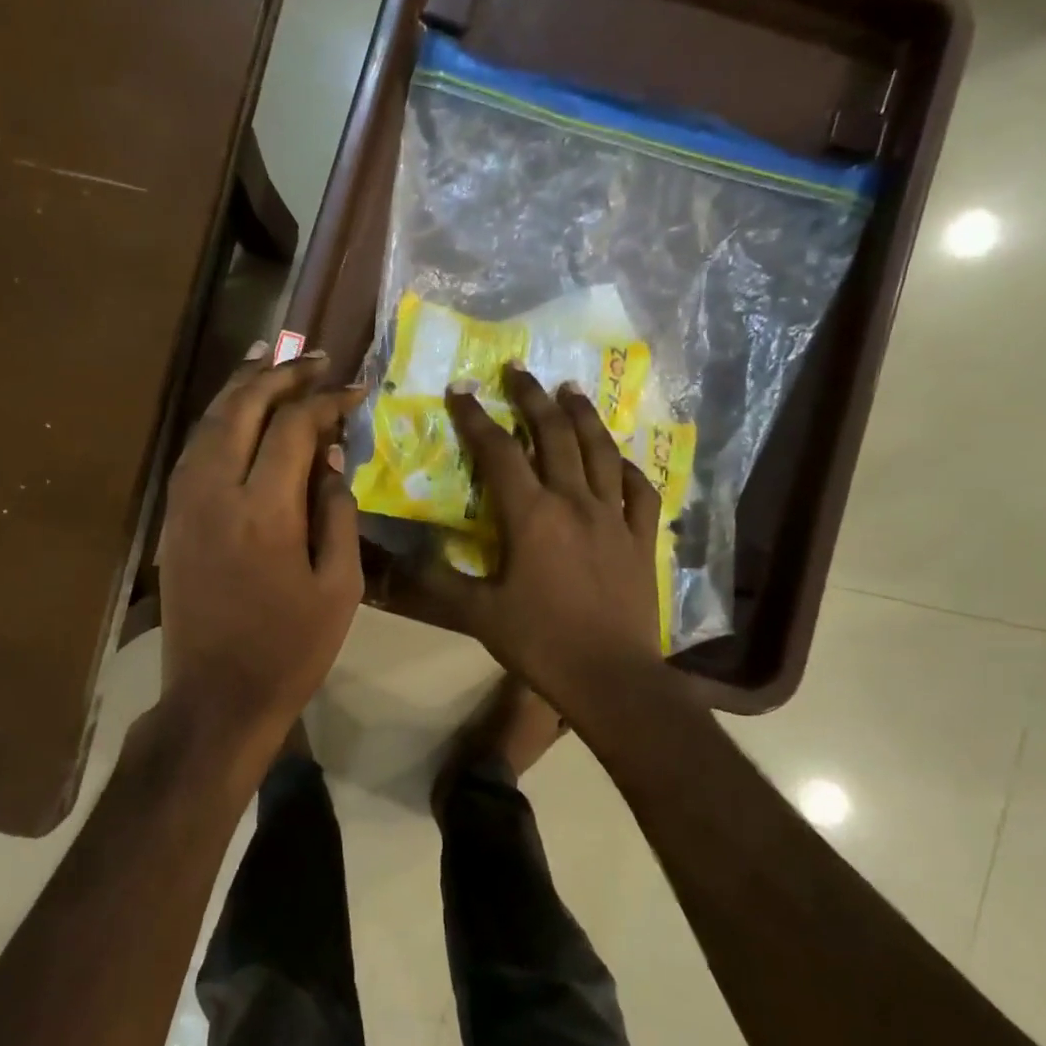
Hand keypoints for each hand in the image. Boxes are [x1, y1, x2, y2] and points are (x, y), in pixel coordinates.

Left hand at [157, 344, 368, 761]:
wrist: (216, 696)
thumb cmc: (291, 649)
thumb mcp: (339, 587)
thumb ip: (336, 512)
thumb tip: (331, 456)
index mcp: (265, 512)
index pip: (294, 428)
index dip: (326, 400)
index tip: (354, 388)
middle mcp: (216, 493)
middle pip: (243, 409)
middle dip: (279, 374)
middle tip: (312, 356)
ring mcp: (185, 503)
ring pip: (209, 422)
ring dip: (240, 385)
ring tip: (268, 356)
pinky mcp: (172, 518)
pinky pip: (193, 449)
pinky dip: (217, 418)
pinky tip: (235, 409)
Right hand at [403, 364, 662, 709]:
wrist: (612, 676)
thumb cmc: (541, 642)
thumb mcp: (479, 615)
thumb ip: (440, 581)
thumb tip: (405, 556)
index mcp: (531, 516)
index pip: (499, 453)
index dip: (476, 418)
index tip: (461, 390)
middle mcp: (574, 502)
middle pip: (554, 435)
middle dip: (533, 398)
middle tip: (519, 369)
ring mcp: (614, 517)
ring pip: (600, 452)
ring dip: (583, 416)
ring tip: (570, 390)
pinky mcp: (640, 538)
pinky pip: (639, 491)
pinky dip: (627, 469)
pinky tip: (619, 459)